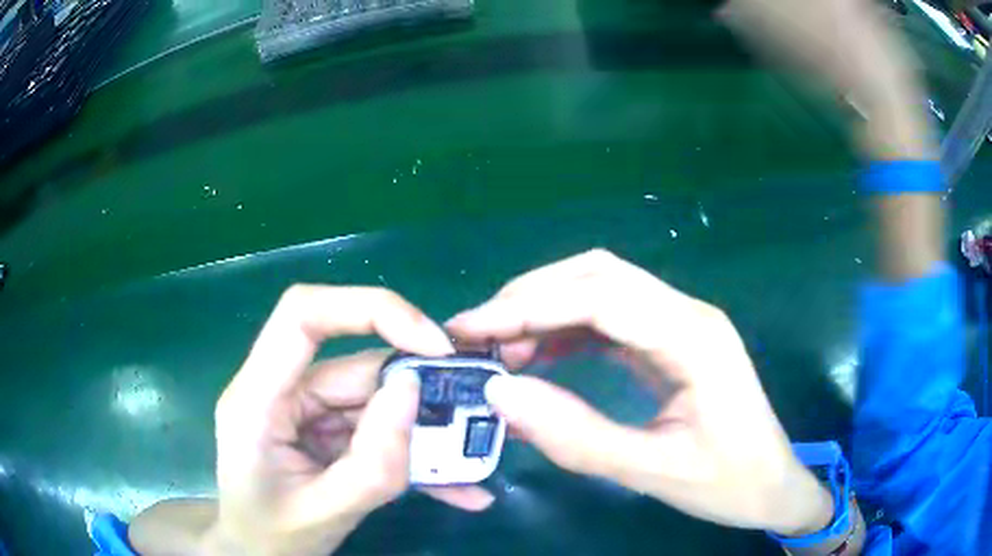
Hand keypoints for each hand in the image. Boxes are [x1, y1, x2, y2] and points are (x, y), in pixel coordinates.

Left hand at [203, 286, 493, 555]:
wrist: (256, 553)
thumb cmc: (272, 536)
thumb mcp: (325, 513)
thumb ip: (372, 463)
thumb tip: (412, 390)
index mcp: (257, 399)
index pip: (303, 315)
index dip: (369, 309)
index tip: (431, 344)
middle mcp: (280, 390)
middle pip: (355, 366)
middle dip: (417, 391)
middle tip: (472, 418)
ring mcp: (304, 409)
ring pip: (374, 398)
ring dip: (422, 431)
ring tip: (468, 463)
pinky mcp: (324, 428)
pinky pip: (375, 427)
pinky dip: (412, 452)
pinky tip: (452, 486)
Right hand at [447, 250, 832, 534]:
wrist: (773, 486)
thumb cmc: (729, 483)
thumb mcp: (654, 472)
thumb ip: (577, 436)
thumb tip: (501, 395)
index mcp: (693, 338)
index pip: (600, 296)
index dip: (528, 306)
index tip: (470, 329)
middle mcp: (687, 314)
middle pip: (598, 276)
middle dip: (530, 297)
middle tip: (477, 334)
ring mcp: (680, 325)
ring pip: (602, 291)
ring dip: (546, 310)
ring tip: (500, 348)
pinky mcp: (671, 343)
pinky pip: (611, 320)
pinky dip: (566, 330)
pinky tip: (539, 355)